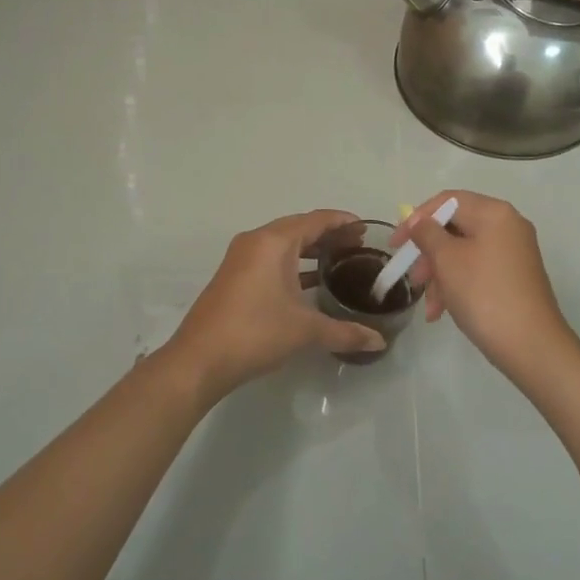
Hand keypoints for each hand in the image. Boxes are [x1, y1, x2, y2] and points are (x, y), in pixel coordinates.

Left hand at [163, 210, 386, 402]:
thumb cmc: (255, 332)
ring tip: (340, 262)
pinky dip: (294, 265)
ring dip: (311, 251)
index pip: (316, 220)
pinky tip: (311, 283)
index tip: (367, 229)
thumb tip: (379, 342)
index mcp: (274, 241)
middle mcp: (256, 242)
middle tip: (359, 247)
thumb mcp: (305, 330)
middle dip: (329, 236)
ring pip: (284, 245)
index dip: (343, 222)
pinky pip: (271, 259)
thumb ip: (345, 332)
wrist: (199, 359)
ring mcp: (241, 259)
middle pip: (300, 228)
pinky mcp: (235, 277)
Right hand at [391, 191, 579, 381]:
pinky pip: (477, 270)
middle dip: (428, 253)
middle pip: (455, 228)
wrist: (531, 345)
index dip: (417, 218)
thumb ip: (427, 233)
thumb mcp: (447, 260)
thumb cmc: (483, 293)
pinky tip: (441, 312)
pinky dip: (457, 286)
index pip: (447, 201)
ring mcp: (514, 253)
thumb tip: (418, 221)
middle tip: (412, 277)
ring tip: (428, 306)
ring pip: (463, 253)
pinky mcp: (514, 277)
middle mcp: (508, 226)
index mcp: (494, 213)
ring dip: (440, 275)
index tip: (396, 243)